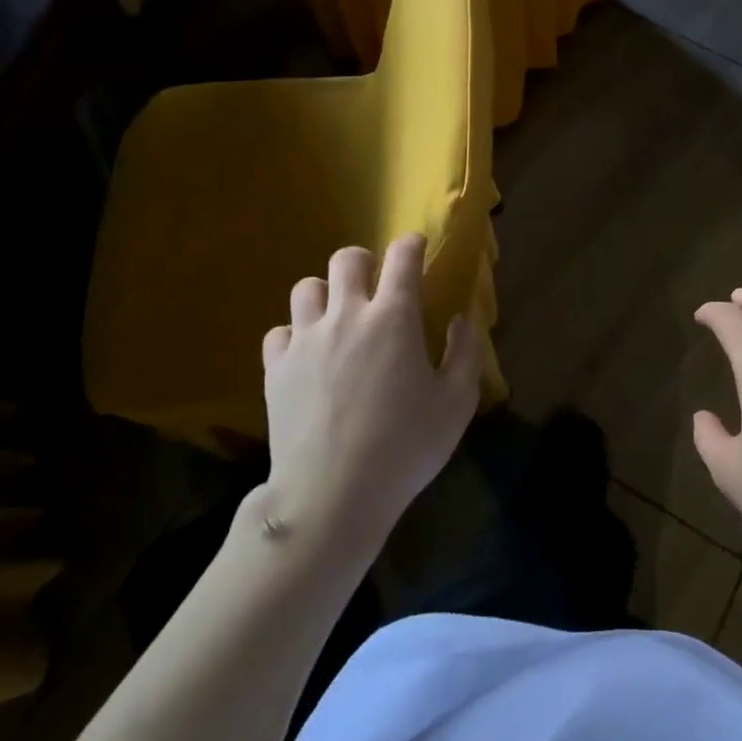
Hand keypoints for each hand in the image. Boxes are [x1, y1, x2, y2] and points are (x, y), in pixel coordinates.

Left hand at [255, 234, 483, 553]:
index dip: (412, 244)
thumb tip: (460, 318)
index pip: (402, 258)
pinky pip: (279, 332)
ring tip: (338, 319)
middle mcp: (347, 315)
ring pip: (307, 287)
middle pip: (347, 259)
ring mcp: (306, 339)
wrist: (332, 495)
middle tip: (376, 287)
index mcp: (393, 317)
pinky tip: (308, 356)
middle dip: (365, 262)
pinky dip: (295, 336)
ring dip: (326, 295)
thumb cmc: (405, 447)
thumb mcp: (456, 403)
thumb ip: (465, 353)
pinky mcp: (276, 368)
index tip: (417, 247)